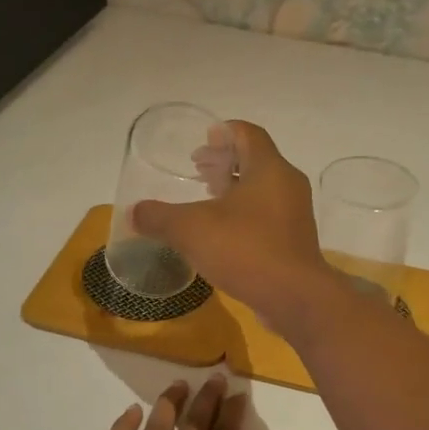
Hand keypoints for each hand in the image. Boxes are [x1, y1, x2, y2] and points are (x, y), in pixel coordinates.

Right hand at [133, 122, 334, 332]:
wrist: (294, 298)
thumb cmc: (246, 250)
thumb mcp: (191, 230)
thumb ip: (159, 217)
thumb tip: (134, 213)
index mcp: (268, 168)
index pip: (248, 133)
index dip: (223, 131)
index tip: (202, 141)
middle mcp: (287, 185)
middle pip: (256, 160)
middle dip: (225, 162)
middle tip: (198, 171)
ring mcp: (294, 215)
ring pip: (262, 190)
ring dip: (235, 191)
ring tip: (206, 201)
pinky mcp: (294, 242)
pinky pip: (267, 217)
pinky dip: (245, 216)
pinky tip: (222, 235)